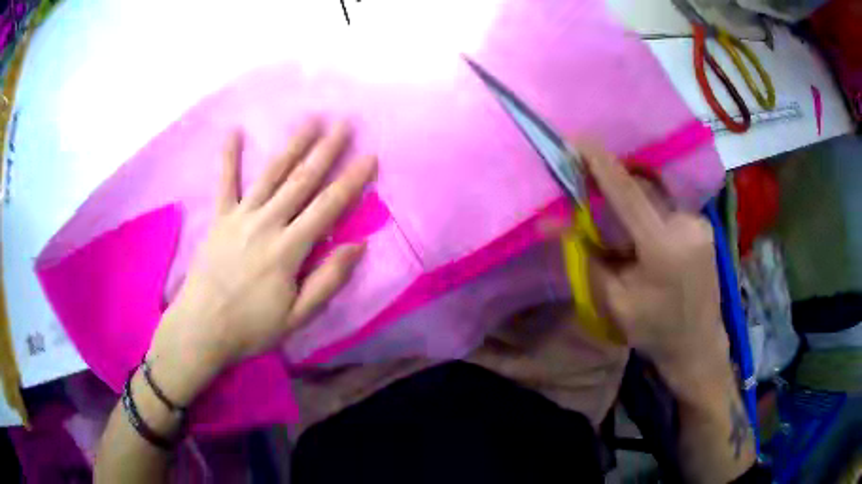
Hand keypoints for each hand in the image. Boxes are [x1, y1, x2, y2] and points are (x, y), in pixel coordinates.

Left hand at [147, 119, 376, 403]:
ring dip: (293, 145)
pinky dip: (229, 156)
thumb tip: (358, 245)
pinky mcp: (219, 218)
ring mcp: (240, 217)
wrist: (201, 328)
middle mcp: (266, 223)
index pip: (327, 207)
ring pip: (271, 174)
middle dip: (326, 150)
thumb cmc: (251, 327)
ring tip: (311, 120)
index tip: (369, 156)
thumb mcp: (297, 317)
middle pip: (301, 181)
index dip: (351, 180)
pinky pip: (225, 182)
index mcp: (288, 249)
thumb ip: (328, 280)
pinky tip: (234, 131)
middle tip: (344, 124)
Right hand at [576, 142, 728, 389]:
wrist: (699, 347)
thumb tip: (551, 223)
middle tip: (589, 187)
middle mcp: (686, 225)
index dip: (601, 163)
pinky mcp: (704, 227)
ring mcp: (699, 224)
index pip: (627, 193)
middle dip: (614, 186)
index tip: (578, 140)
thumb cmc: (655, 331)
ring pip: (655, 200)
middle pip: (641, 191)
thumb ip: (586, 257)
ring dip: (633, 205)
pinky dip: (651, 215)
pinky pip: (669, 209)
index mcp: (663, 247)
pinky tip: (645, 240)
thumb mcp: (615, 301)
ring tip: (623, 231)